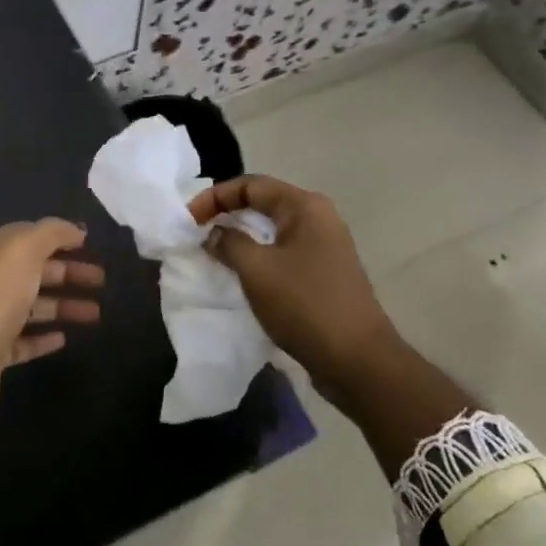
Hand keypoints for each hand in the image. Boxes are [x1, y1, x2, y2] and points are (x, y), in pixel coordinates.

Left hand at [0, 220, 103, 434]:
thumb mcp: (21, 251)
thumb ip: (50, 234)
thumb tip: (74, 229)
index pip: (29, 238)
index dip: (59, 239)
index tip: (91, 246)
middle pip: (35, 272)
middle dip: (69, 273)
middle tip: (102, 281)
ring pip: (33, 307)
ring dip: (64, 306)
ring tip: (97, 313)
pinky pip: (24, 342)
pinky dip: (44, 338)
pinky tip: (65, 338)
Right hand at [186, 176, 395, 414]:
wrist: (357, 360)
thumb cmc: (305, 305)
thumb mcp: (257, 270)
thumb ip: (229, 243)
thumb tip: (214, 233)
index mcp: (305, 207)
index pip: (251, 185)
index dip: (215, 197)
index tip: (188, 220)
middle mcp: (318, 219)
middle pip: (263, 203)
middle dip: (227, 214)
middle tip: (196, 233)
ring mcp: (324, 247)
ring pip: (272, 231)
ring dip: (240, 238)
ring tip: (212, 254)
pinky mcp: (323, 274)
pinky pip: (282, 254)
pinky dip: (257, 257)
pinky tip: (240, 275)